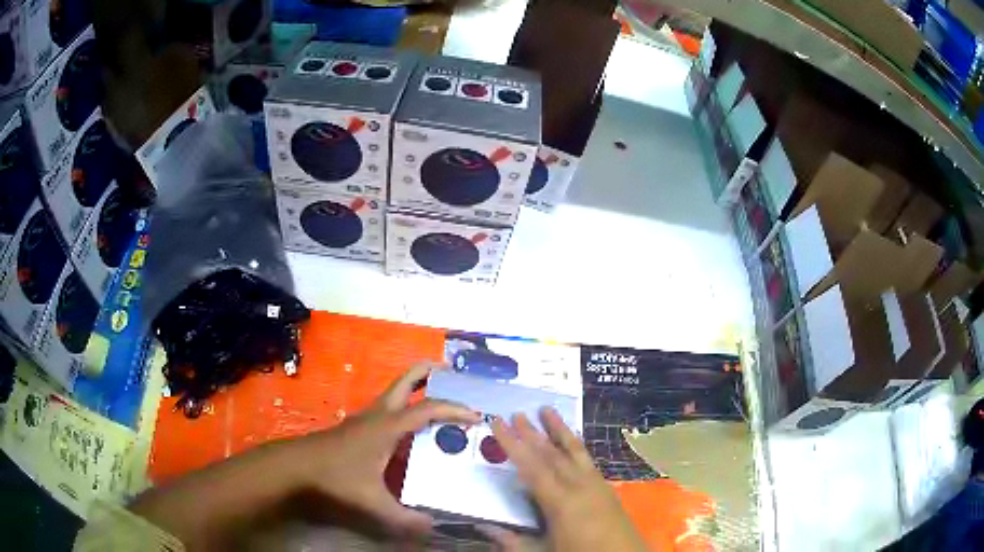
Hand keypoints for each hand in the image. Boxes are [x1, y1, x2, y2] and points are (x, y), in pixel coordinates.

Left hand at [296, 362, 480, 536]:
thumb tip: (434, 527)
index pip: (428, 408)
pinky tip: (414, 434)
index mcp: (388, 426)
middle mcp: (380, 414)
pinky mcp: (360, 426)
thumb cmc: (335, 477)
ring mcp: (368, 418)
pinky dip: (407, 410)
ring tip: (442, 406)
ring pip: (397, 392)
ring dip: (420, 390)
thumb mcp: (372, 502)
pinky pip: (390, 410)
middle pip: (407, 379)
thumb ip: (403, 518)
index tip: (477, 417)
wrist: (297, 465)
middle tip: (455, 377)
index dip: (455, 410)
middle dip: (431, 372)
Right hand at [489, 408, 644, 551]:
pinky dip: (576, 445)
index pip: (530, 466)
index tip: (497, 423)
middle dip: (531, 433)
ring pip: (573, 450)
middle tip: (515, 413)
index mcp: (559, 501)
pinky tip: (572, 440)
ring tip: (546, 410)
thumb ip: (512, 541)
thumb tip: (483, 527)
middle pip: (551, 453)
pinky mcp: (606, 487)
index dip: (512, 444)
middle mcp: (578, 485)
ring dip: (558, 430)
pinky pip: (588, 459)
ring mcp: (595, 484)